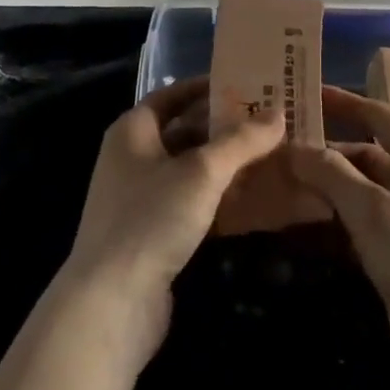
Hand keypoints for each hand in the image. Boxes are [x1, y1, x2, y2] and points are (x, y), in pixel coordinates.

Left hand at [61, 76, 284, 364]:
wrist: (112, 303)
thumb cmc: (151, 219)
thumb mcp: (202, 173)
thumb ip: (241, 141)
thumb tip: (278, 113)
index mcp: (133, 131)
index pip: (172, 95)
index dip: (207, 88)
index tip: (247, 85)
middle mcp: (132, 158)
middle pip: (184, 132)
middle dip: (225, 129)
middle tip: (270, 123)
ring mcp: (140, 199)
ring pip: (190, 171)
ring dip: (226, 166)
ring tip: (271, 157)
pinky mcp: (152, 234)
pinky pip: (190, 204)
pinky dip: (218, 199)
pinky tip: (252, 200)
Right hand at [289, 86, 389, 389]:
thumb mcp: (374, 208)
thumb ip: (331, 174)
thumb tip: (294, 147)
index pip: (378, 116)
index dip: (343, 103)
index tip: (304, 94)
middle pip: (364, 156)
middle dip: (324, 152)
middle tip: (276, 148)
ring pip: (358, 194)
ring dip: (323, 189)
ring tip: (275, 182)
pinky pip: (357, 229)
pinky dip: (330, 223)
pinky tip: (296, 224)